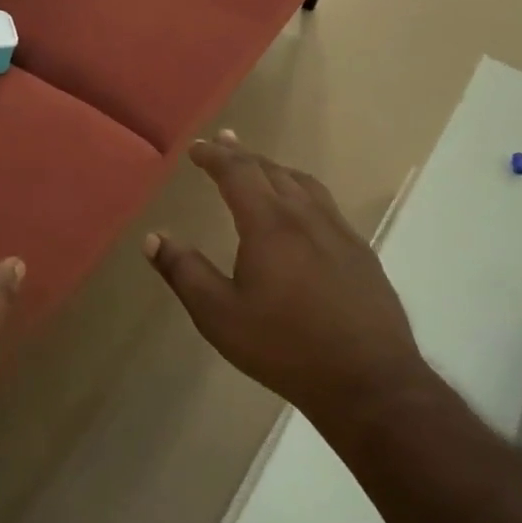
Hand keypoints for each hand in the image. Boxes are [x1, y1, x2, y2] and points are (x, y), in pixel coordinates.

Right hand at [143, 131, 421, 413]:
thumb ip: (183, 272)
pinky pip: (325, 204)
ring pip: (304, 184)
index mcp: (269, 224)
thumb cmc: (285, 347)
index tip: (197, 147)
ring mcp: (339, 233)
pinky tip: (302, 211)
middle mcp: (306, 217)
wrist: (369, 382)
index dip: (215, 156)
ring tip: (260, 167)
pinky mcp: (361, 254)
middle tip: (224, 140)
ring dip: (275, 169)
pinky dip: (302, 190)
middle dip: (243, 154)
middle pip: (271, 171)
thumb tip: (152, 238)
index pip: (238, 172)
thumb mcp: (219, 315)